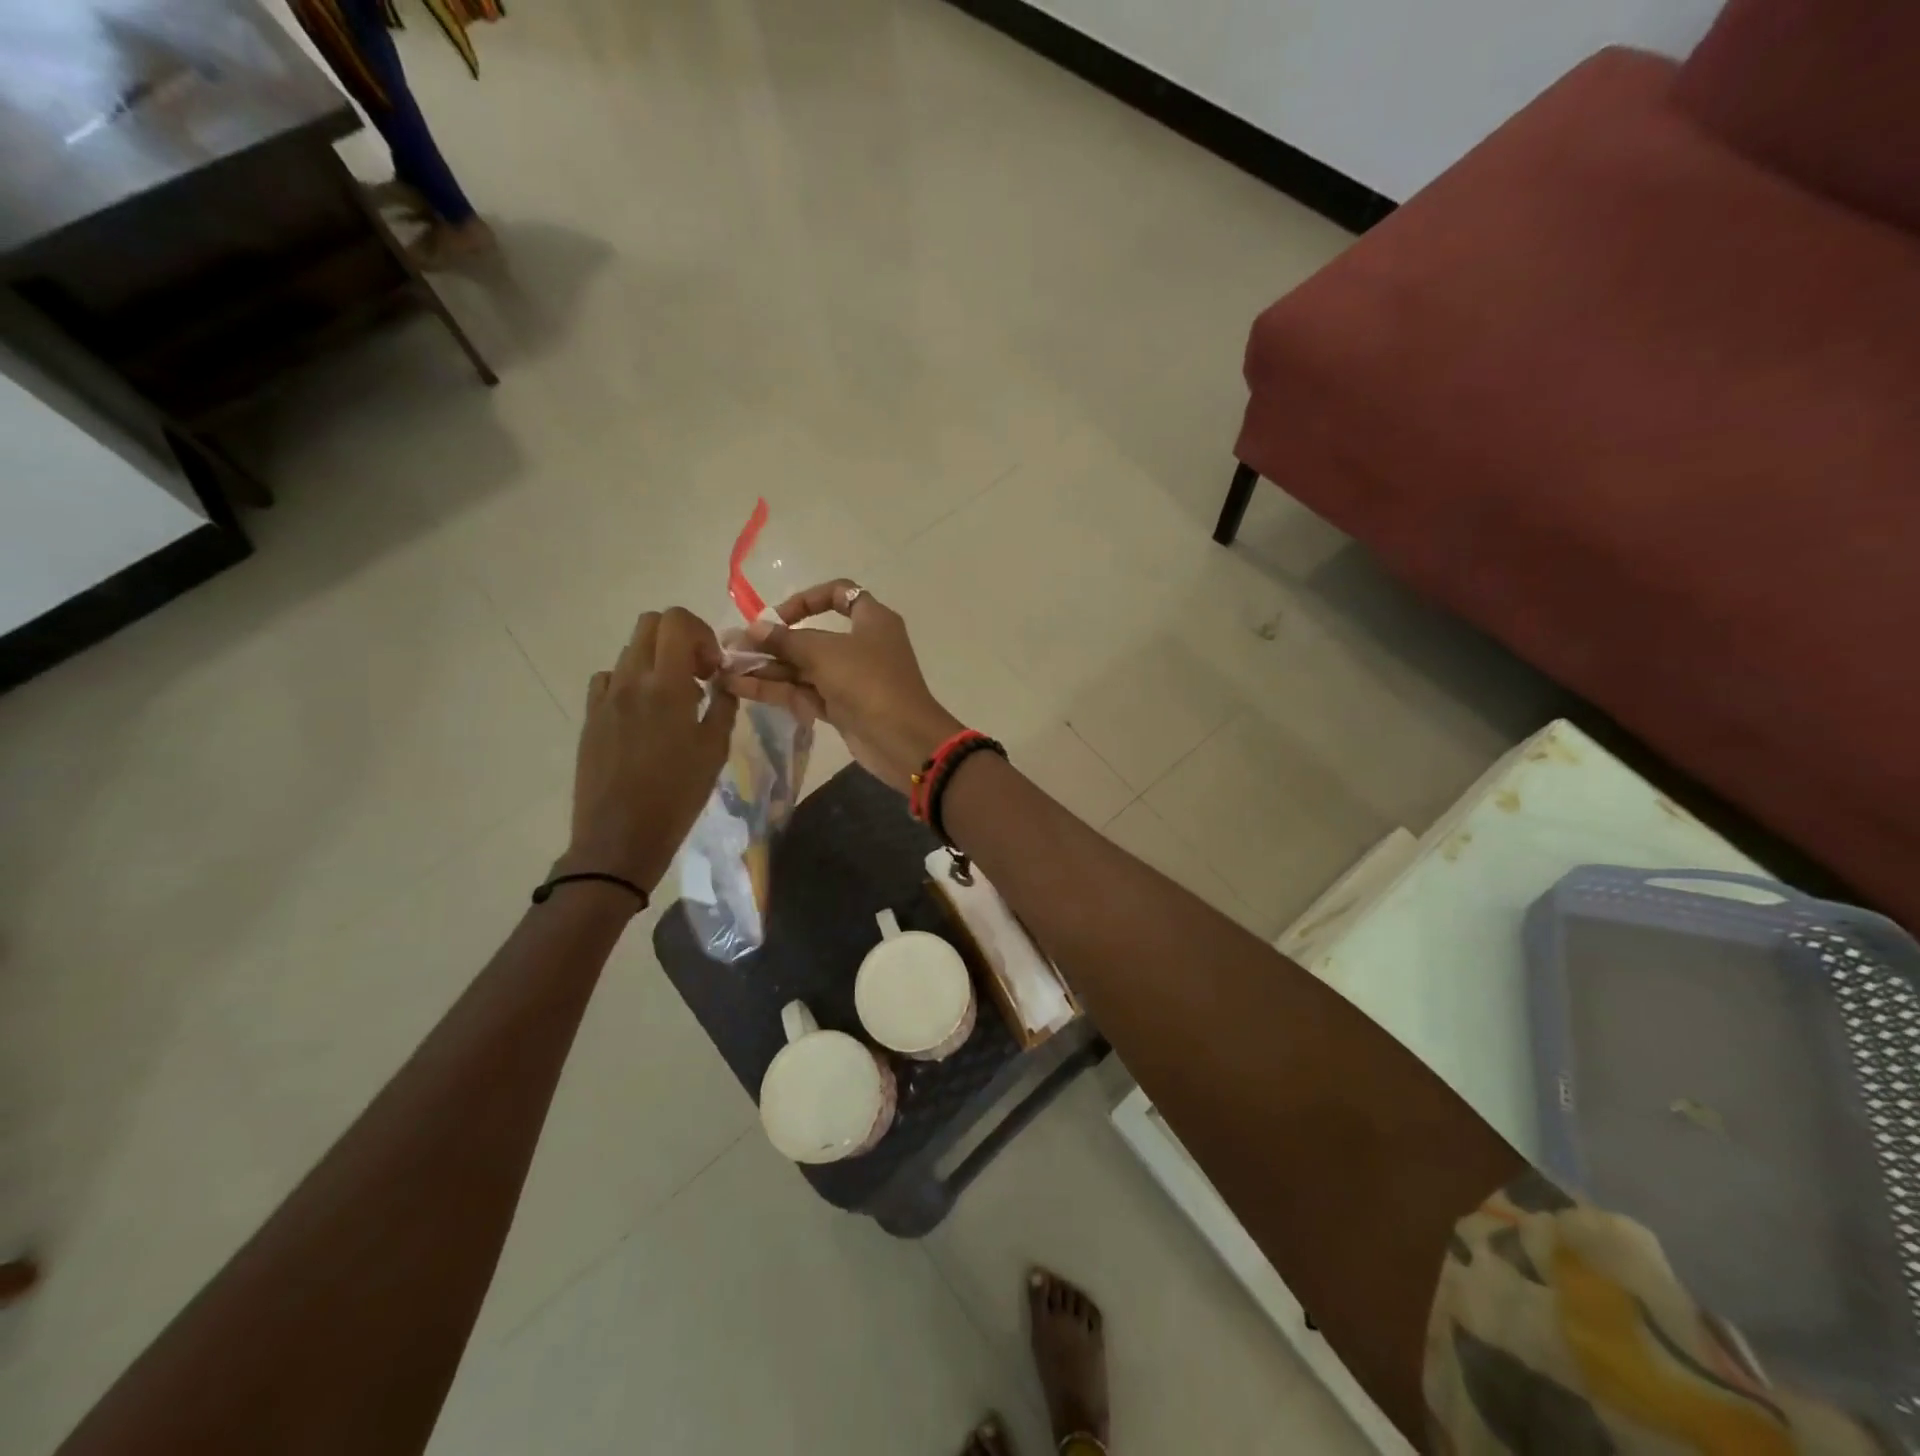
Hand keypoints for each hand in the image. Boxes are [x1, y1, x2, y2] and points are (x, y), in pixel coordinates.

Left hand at [563, 607, 737, 894]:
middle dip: (680, 638)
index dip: (701, 632)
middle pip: (649, 625)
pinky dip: (632, 682)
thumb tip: (723, 682)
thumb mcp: (714, 751)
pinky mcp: (591, 717)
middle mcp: (631, 681)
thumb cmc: (677, 796)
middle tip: (699, 673)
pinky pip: (611, 680)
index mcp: (666, 686)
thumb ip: (722, 706)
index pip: (676, 621)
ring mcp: (605, 698)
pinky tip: (645, 715)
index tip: (714, 667)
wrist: (620, 836)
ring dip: (658, 661)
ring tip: (676, 700)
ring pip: (630, 651)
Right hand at [724, 580, 962, 794]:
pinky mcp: (841, 708)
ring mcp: (851, 679)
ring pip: (804, 668)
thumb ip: (786, 640)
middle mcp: (862, 645)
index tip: (778, 615)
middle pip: (812, 636)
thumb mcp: (824, 653)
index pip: (840, 594)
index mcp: (872, 620)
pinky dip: (776, 690)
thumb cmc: (868, 682)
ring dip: (767, 668)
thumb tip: (753, 629)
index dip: (807, 599)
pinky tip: (739, 688)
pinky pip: (804, 692)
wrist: (902, 740)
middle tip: (732, 647)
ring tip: (723, 669)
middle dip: (772, 642)